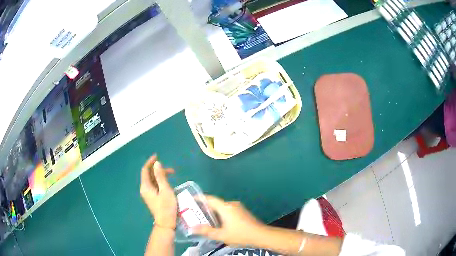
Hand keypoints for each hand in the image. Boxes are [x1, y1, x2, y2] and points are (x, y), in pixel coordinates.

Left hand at [140, 155, 176, 228]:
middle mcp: (145, 189)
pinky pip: (155, 186)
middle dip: (159, 170)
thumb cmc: (166, 207)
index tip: (157, 156)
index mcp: (145, 186)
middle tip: (171, 170)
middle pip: (149, 175)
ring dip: (161, 176)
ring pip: (153, 180)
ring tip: (172, 176)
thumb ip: (160, 176)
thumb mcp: (165, 190)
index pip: (145, 170)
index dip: (150, 162)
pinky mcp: (152, 198)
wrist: (166, 223)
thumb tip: (157, 163)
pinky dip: (161, 182)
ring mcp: (148, 194)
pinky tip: (168, 184)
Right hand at [192, 196, 265, 246]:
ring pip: (222, 207)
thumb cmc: (240, 234)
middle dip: (205, 207)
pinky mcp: (243, 211)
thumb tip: (192, 228)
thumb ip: (206, 231)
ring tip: (205, 219)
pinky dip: (221, 214)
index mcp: (225, 207)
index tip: (191, 199)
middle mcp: (231, 204)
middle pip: (215, 203)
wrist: (261, 235)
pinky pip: (228, 210)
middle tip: (195, 213)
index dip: (200, 198)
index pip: (210, 199)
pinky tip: (218, 222)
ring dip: (214, 211)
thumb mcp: (221, 235)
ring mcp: (238, 207)